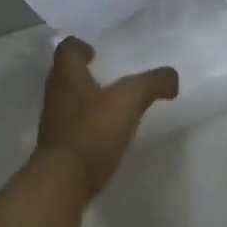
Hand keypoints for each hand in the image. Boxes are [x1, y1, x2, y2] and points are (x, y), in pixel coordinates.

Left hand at [33, 38, 178, 196]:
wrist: (63, 181)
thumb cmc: (92, 131)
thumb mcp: (129, 100)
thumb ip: (152, 83)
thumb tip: (171, 77)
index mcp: (67, 77)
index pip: (66, 49)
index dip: (80, 45)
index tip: (96, 52)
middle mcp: (56, 96)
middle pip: (65, 74)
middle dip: (83, 72)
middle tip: (107, 74)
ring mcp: (54, 123)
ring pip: (68, 101)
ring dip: (85, 99)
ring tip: (111, 104)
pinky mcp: (59, 148)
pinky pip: (73, 127)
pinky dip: (87, 124)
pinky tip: (107, 133)